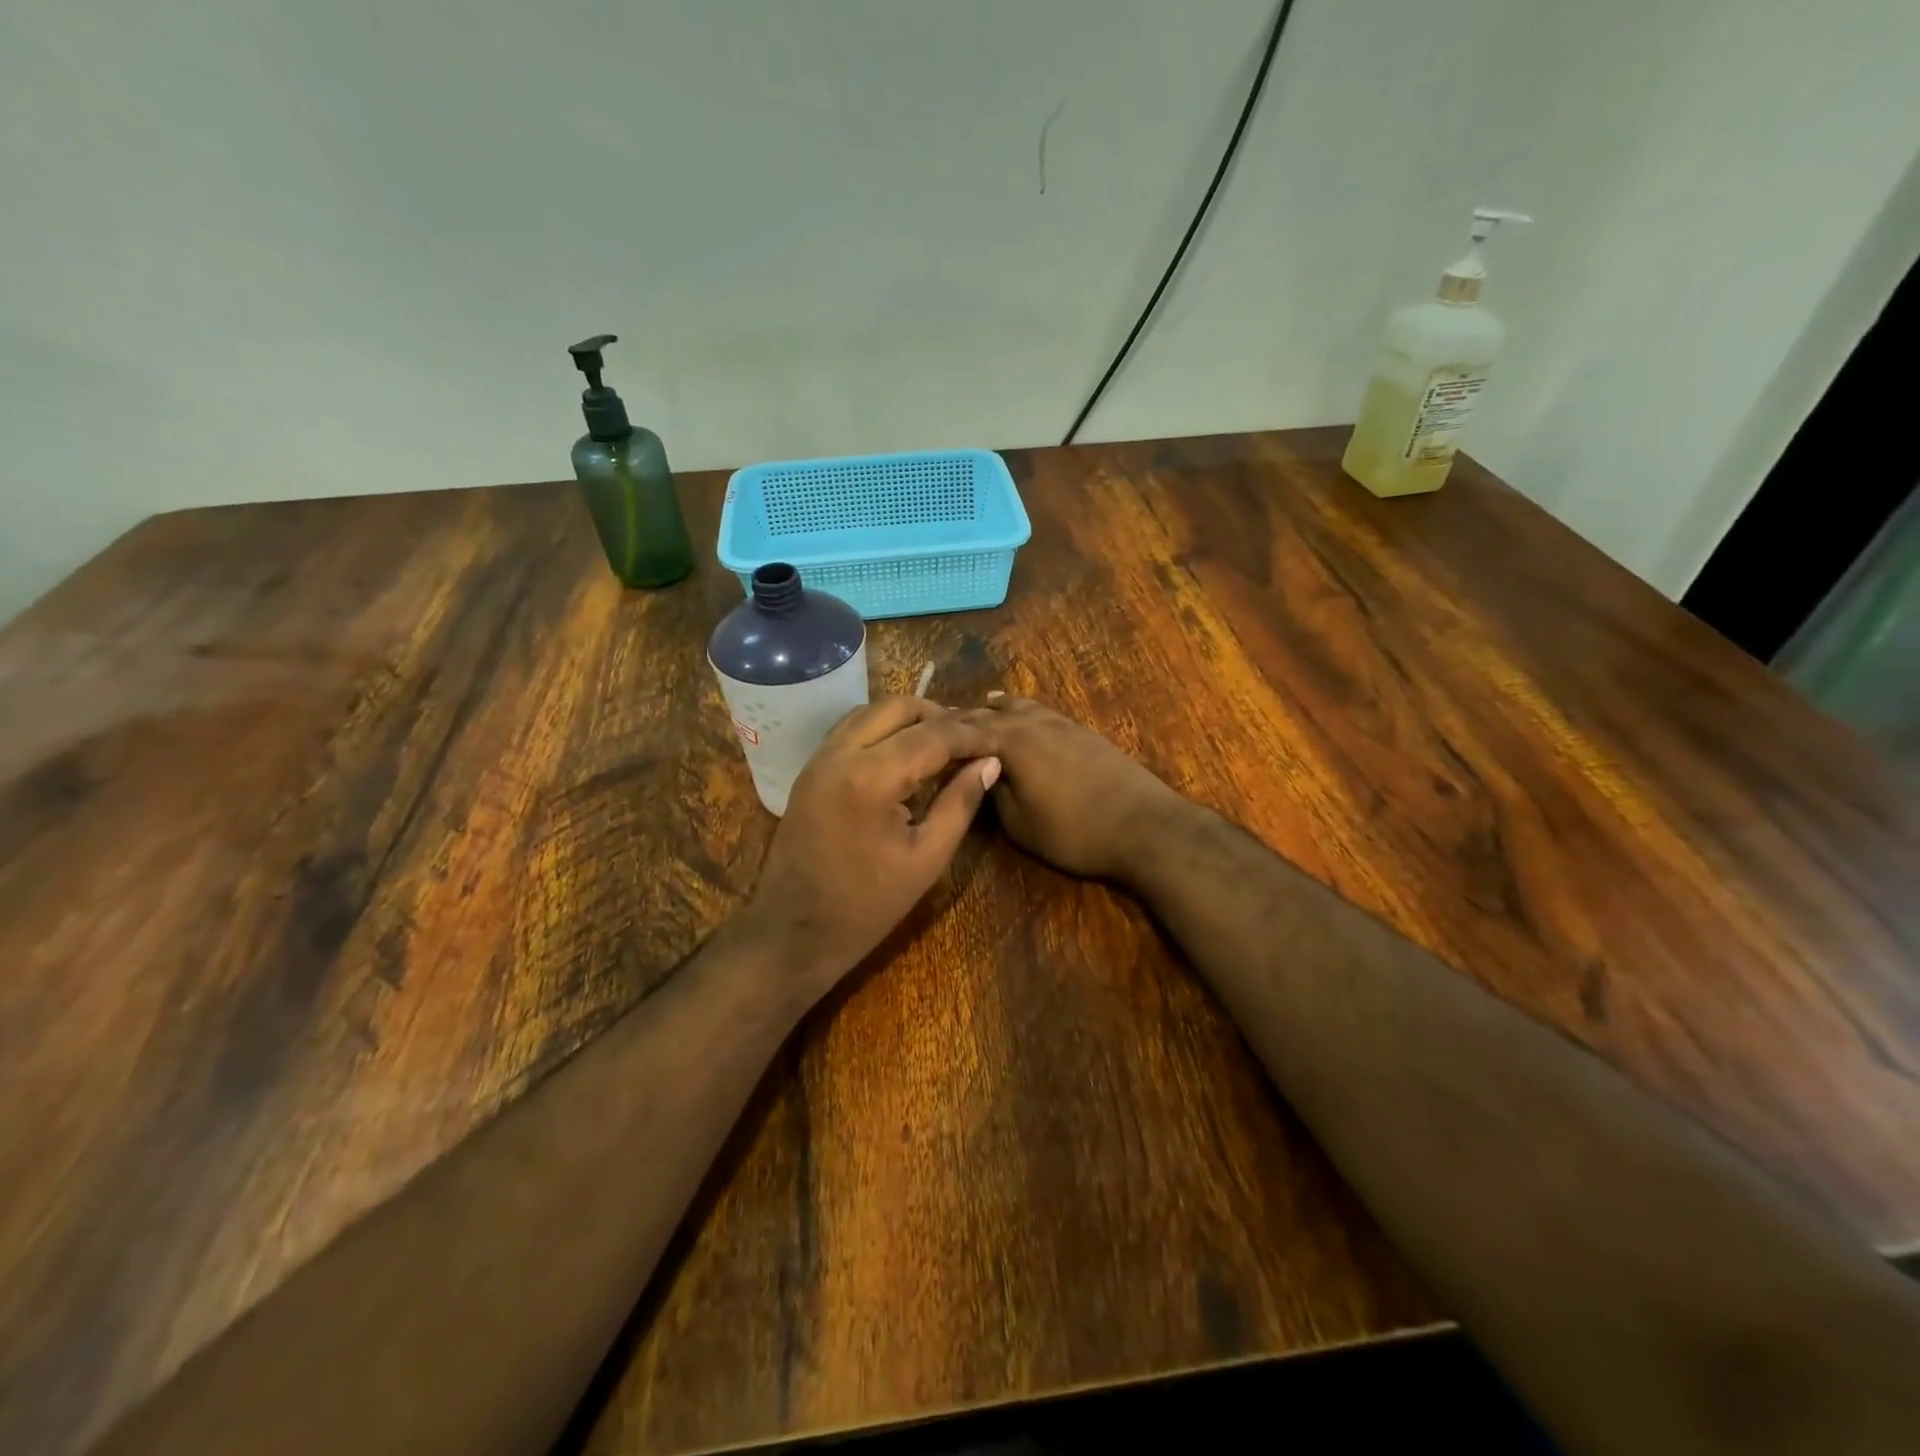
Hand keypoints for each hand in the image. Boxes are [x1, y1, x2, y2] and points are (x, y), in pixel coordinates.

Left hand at [742, 696, 999, 1001]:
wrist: (792, 932)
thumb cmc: (865, 907)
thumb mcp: (926, 859)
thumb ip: (960, 803)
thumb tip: (990, 763)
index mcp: (870, 778)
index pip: (932, 736)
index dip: (970, 736)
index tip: (998, 742)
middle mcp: (840, 753)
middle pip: (897, 707)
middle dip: (940, 716)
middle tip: (971, 739)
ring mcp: (819, 758)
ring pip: (870, 711)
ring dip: (909, 718)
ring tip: (943, 742)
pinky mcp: (810, 769)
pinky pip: (851, 729)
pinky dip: (882, 728)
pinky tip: (905, 752)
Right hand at [957, 694, 1187, 882]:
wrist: (1145, 826)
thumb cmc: (1074, 830)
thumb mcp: (1019, 823)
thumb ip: (992, 794)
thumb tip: (979, 774)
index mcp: (1011, 741)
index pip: (965, 731)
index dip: (940, 734)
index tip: (918, 736)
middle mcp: (1033, 722)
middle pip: (990, 713)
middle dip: (964, 717)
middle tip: (939, 724)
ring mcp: (1062, 724)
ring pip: (1019, 706)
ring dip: (995, 708)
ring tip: (978, 706)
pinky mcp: (1084, 733)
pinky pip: (1041, 713)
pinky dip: (1022, 711)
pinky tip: (1023, 716)